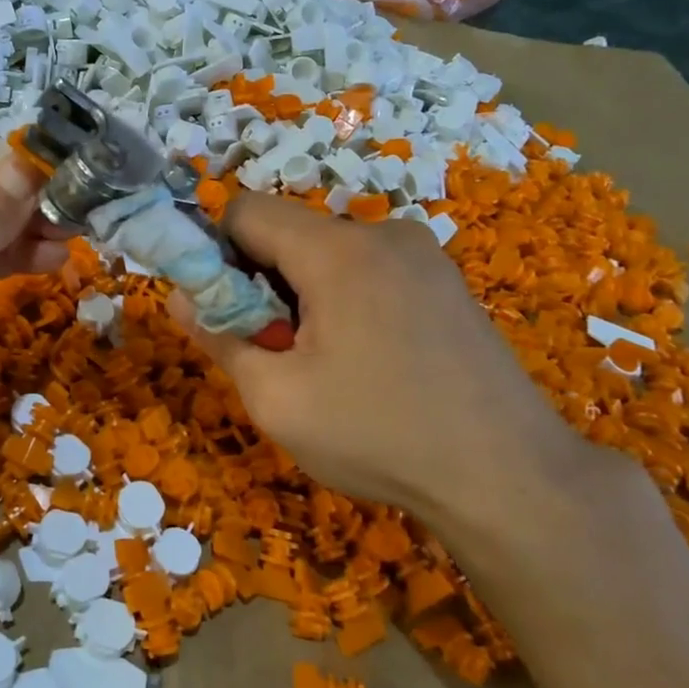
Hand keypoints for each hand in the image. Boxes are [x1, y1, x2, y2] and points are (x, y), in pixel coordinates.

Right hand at [171, 196, 634, 557]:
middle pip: (289, 232)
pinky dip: (345, 299)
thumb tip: (179, 297)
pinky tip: (368, 360)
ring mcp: (423, 254)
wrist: (509, 477)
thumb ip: (219, 336)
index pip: (245, 210)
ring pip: (329, 253)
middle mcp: (383, 233)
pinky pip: (369, 269)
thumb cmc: (378, 435)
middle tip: (275, 350)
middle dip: (262, 281)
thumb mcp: (276, 398)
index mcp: (338, 251)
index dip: (216, 252)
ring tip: (325, 364)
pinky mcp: (446, 280)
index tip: (224, 310)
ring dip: (304, 294)